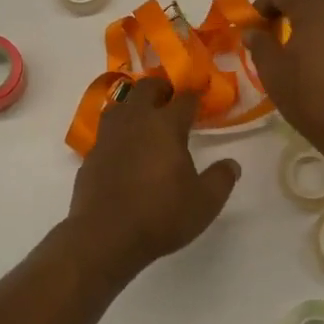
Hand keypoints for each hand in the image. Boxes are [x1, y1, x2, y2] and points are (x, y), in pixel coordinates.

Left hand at [65, 79, 241, 281]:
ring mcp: (108, 136)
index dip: (195, 96)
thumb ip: (221, 179)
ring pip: (120, 103)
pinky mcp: (90, 155)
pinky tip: (124, 147)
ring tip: (145, 116)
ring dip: (134, 103)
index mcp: (165, 125)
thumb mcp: (205, 202)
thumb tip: (232, 164)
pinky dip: (118, 130)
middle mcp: (135, 121)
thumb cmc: (161, 215)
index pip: (184, 99)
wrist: (105, 235)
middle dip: (161, 88)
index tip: (202, 98)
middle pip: (146, 88)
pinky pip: (106, 131)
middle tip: (172, 98)